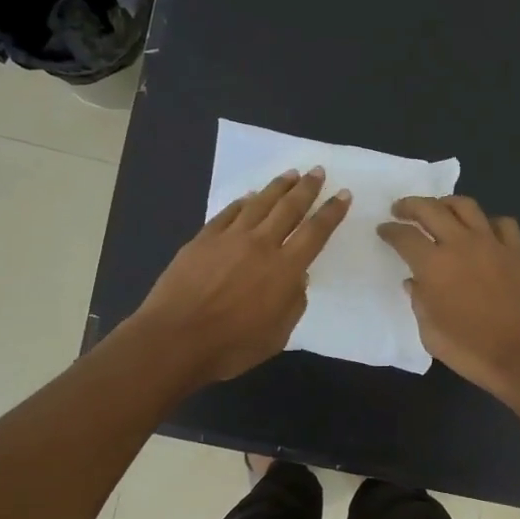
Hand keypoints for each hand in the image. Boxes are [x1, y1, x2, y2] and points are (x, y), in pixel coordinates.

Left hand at [130, 168, 349, 383]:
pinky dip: (242, 202)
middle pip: (289, 208)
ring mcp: (229, 238)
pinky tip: (248, 197)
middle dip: (307, 188)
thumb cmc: (231, 346)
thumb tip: (298, 279)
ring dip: (278, 187)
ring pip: (259, 203)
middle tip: (317, 171)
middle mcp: (261, 245)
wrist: (176, 338)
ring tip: (291, 174)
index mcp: (285, 270)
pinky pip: (228, 213)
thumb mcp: (277, 336)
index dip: (331, 212)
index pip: (315, 233)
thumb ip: (293, 304)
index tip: (344, 194)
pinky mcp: (203, 239)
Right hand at [378, 195, 519, 399]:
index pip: (404, 236)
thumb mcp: (430, 333)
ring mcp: (492, 244)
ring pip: (466, 206)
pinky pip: (502, 224)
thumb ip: (419, 301)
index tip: (383, 230)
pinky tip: (482, 232)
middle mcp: (460, 244)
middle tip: (401, 209)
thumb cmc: (470, 349)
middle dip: (410, 205)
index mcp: (433, 265)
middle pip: (431, 209)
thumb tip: (415, 282)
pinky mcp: (517, 252)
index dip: (390, 230)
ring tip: (439, 210)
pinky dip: (488, 223)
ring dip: (446, 204)